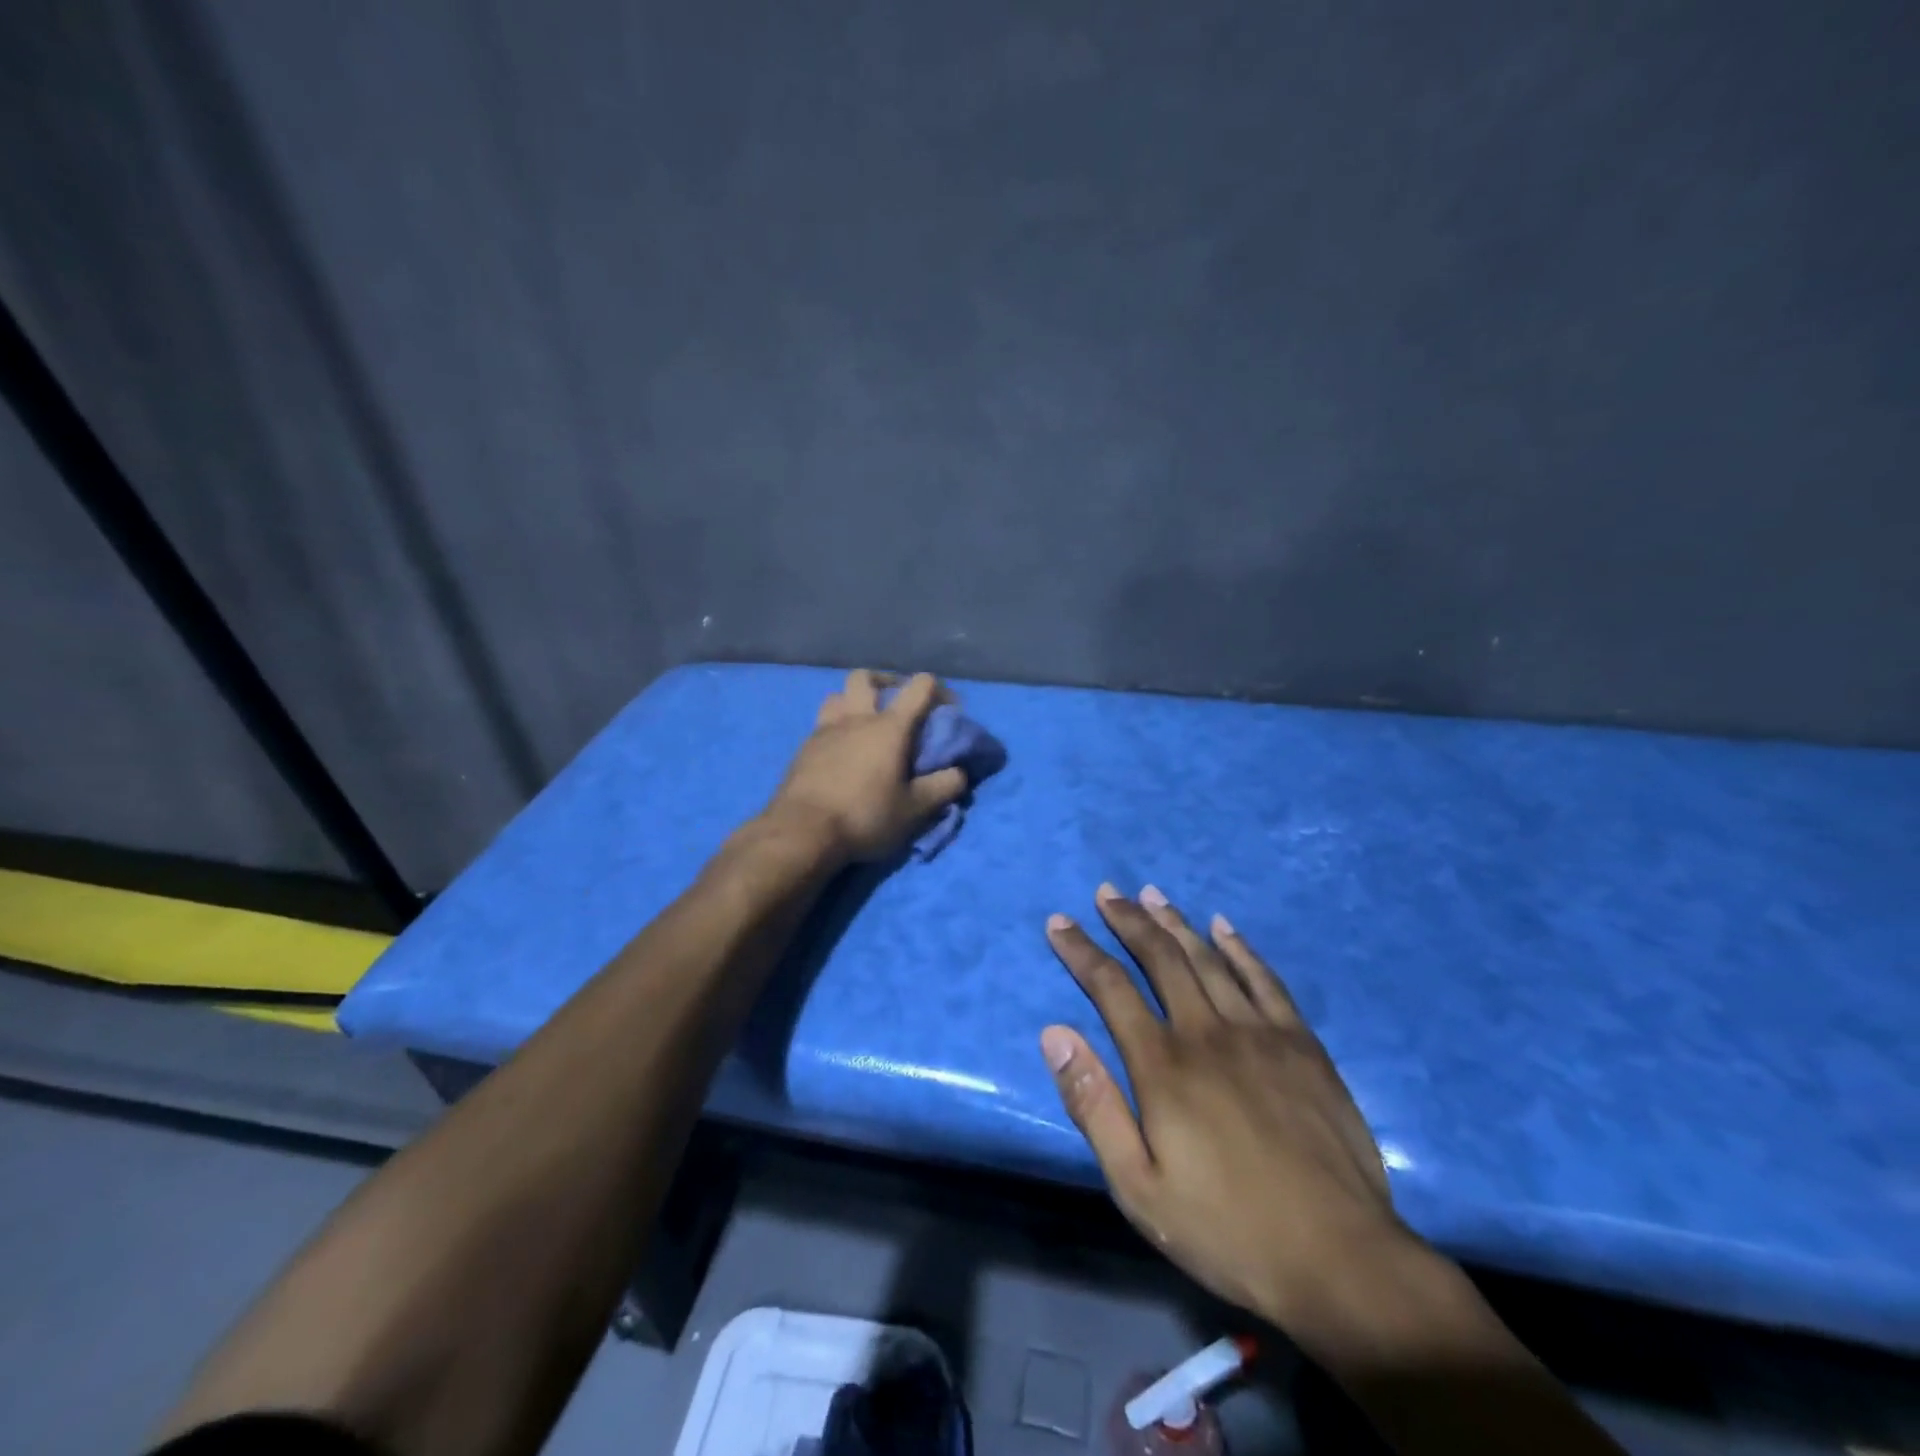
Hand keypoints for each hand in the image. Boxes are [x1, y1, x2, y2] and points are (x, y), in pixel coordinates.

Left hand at [766, 670, 968, 863]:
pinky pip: (822, 723)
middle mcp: (856, 719)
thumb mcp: (914, 810)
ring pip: (837, 696)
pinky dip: (836, 727)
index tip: (947, 711)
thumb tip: (960, 773)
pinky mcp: (804, 749)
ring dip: (853, 701)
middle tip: (896, 703)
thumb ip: (942, 787)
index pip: (919, 687)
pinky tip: (842, 751)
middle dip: (886, 682)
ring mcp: (825, 730)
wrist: (802, 832)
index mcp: (889, 727)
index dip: (938, 691)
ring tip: (864, 723)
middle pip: (866, 678)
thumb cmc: (865, 816)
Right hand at [1040, 885, 1412, 1339]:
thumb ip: (1093, 1105)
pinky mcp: (1302, 1044)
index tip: (1059, 922)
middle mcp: (1207, 1032)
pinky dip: (1241, 948)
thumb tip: (1054, 1034)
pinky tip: (1224, 927)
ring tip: (1152, 894)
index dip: (1081, 951)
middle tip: (1107, 892)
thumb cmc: (1226, 1229)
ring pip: (1208, 959)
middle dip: (1128, 920)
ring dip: (1176, 922)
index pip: (1111, 988)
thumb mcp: (1138, 1187)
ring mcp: (1260, 1033)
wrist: (1339, 1260)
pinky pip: (1265, 980)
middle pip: (1160, 958)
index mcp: (1163, 1065)